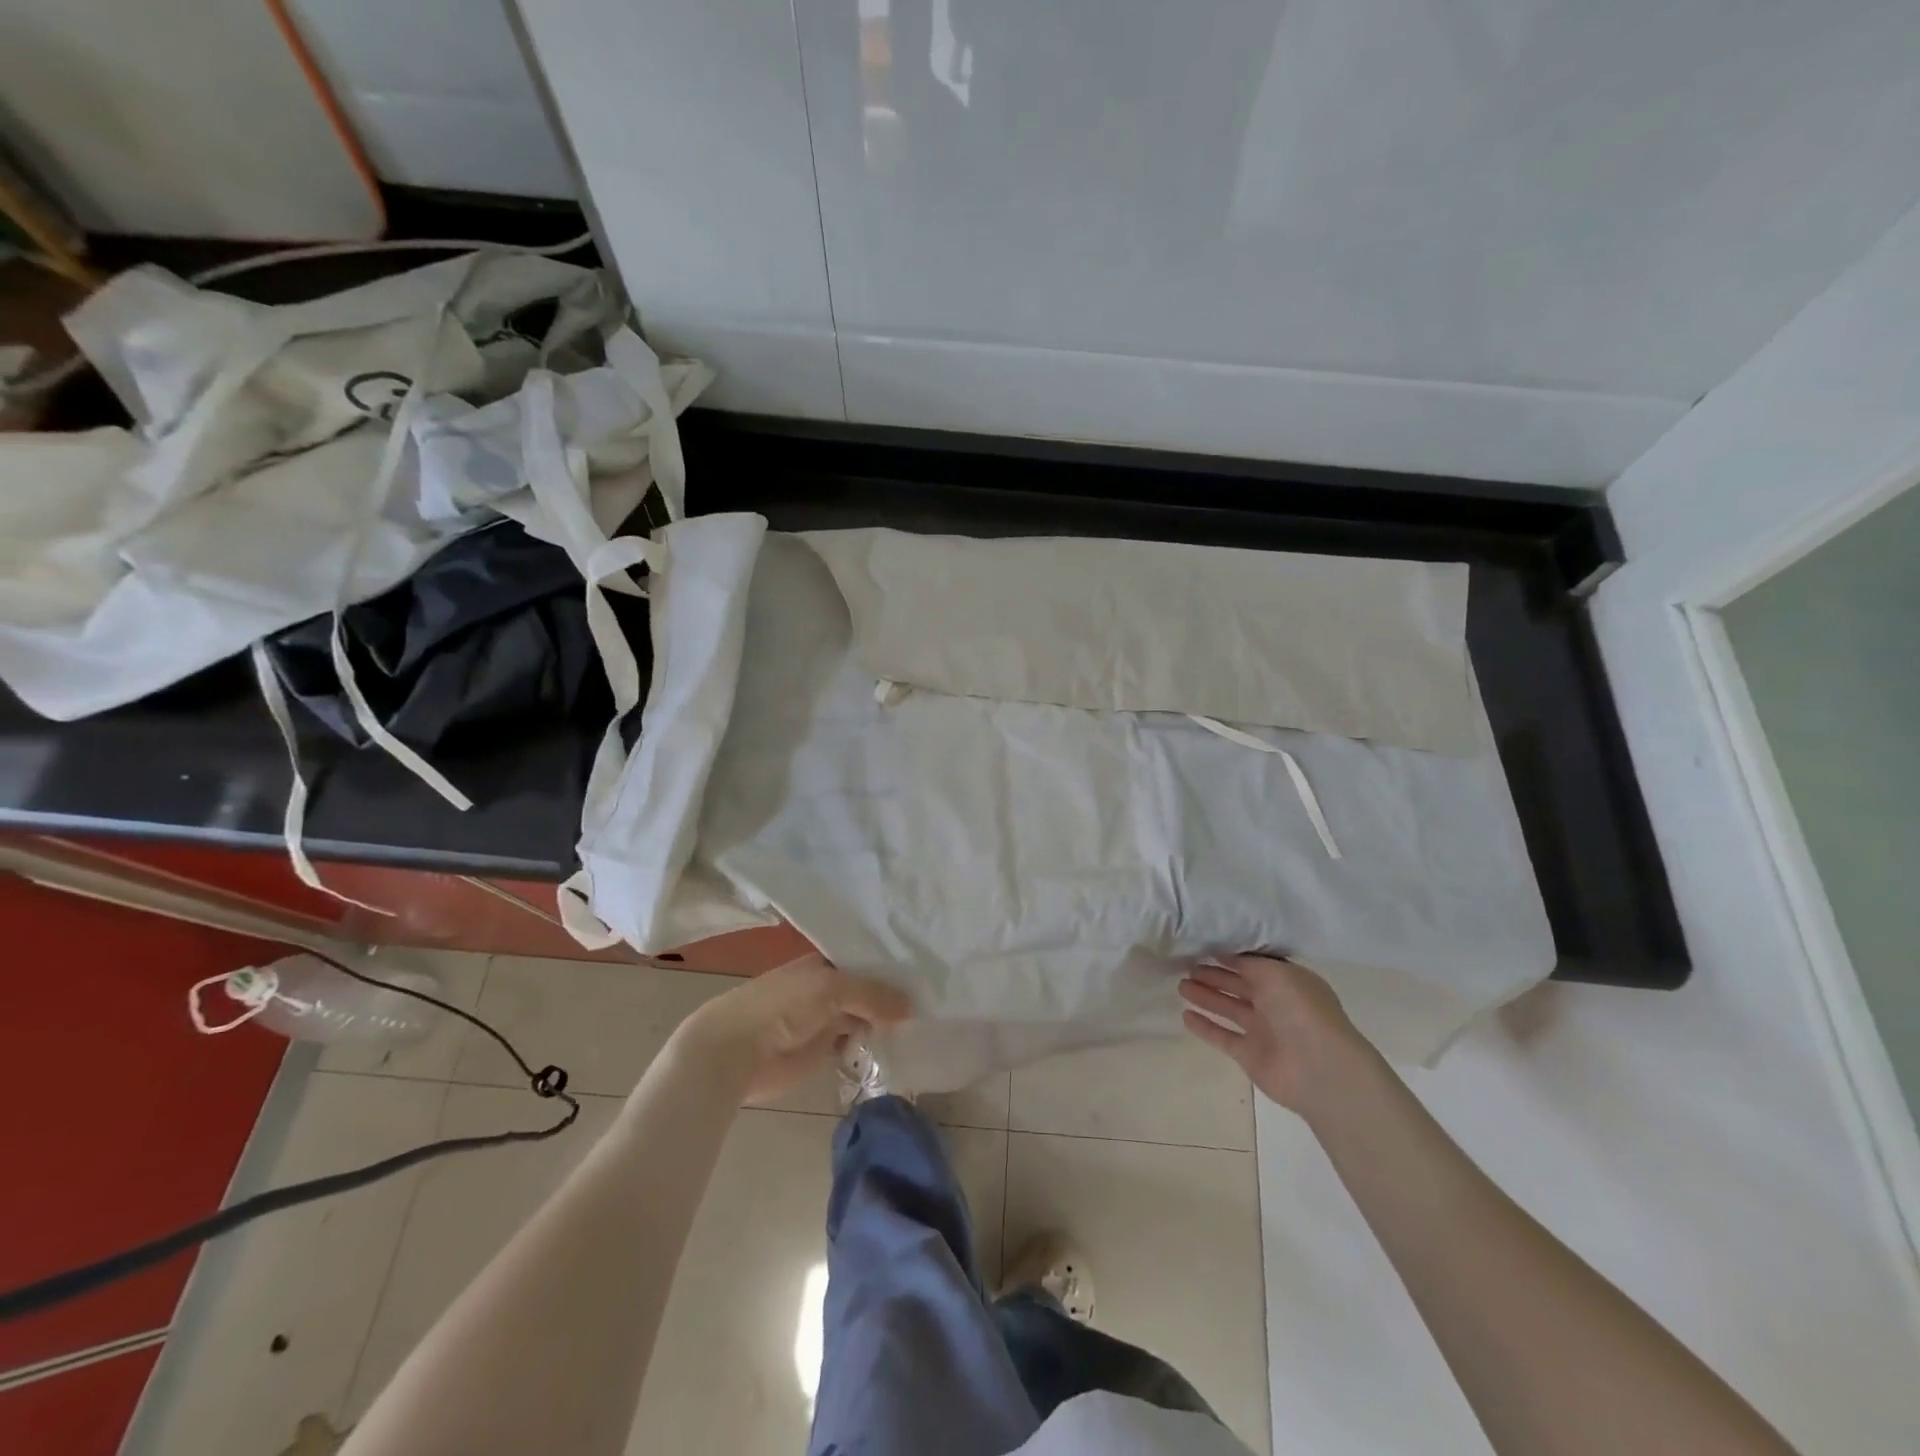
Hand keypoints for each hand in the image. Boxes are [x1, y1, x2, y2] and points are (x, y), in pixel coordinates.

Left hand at [677, 954, 912, 1102]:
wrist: (735, 1051)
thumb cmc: (780, 1006)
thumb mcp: (831, 988)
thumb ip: (872, 994)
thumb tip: (911, 1007)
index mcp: (826, 963)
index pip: (867, 960)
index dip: (894, 965)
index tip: (928, 970)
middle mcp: (828, 988)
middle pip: (869, 989)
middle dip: (895, 994)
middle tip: (938, 997)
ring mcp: (826, 1020)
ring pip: (865, 1017)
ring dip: (888, 1021)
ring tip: (930, 1020)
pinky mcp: (823, 1051)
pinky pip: (856, 1044)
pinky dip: (875, 1045)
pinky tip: (904, 1044)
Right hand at [1179, 955, 1370, 1113]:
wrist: (1320, 1069)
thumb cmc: (1301, 1011)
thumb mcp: (1276, 973)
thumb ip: (1249, 962)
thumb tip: (1224, 954)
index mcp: (1287, 982)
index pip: (1254, 965)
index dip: (1230, 957)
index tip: (1203, 947)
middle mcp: (1275, 1004)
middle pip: (1238, 985)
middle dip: (1214, 975)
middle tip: (1186, 966)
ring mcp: (1262, 1031)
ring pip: (1228, 1008)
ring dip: (1206, 997)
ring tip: (1181, 986)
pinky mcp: (1249, 1055)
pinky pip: (1222, 1036)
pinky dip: (1205, 1027)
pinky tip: (1185, 1015)